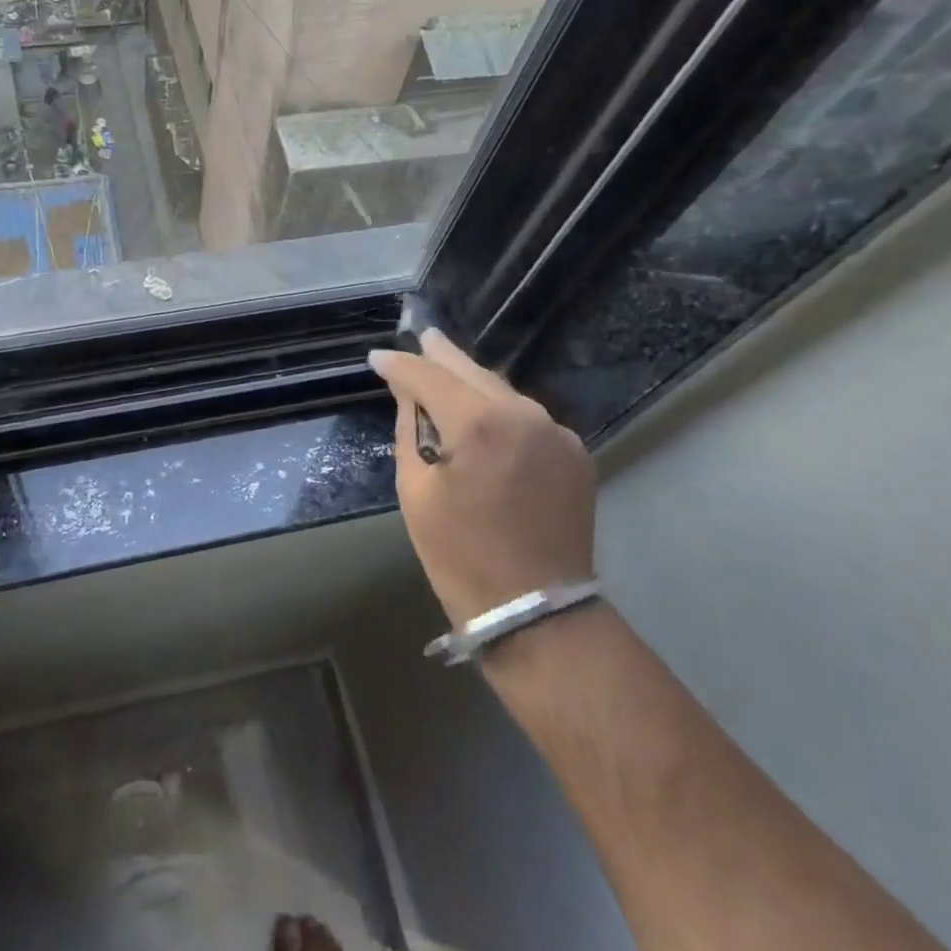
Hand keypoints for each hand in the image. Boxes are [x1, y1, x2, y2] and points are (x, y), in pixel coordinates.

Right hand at [368, 330, 595, 629]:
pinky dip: (500, 410)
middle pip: (473, 372)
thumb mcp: (416, 492)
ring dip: (472, 382)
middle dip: (442, 355)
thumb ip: (411, 431)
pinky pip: (526, 418)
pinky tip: (484, 414)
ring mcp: (556, 433)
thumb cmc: (460, 555)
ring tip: (446, 370)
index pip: (429, 377)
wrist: (538, 612)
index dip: (400, 366)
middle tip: (422, 337)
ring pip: (503, 392)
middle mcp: (524, 414)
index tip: (376, 359)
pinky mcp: (574, 454)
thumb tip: (409, 395)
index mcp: (480, 423)